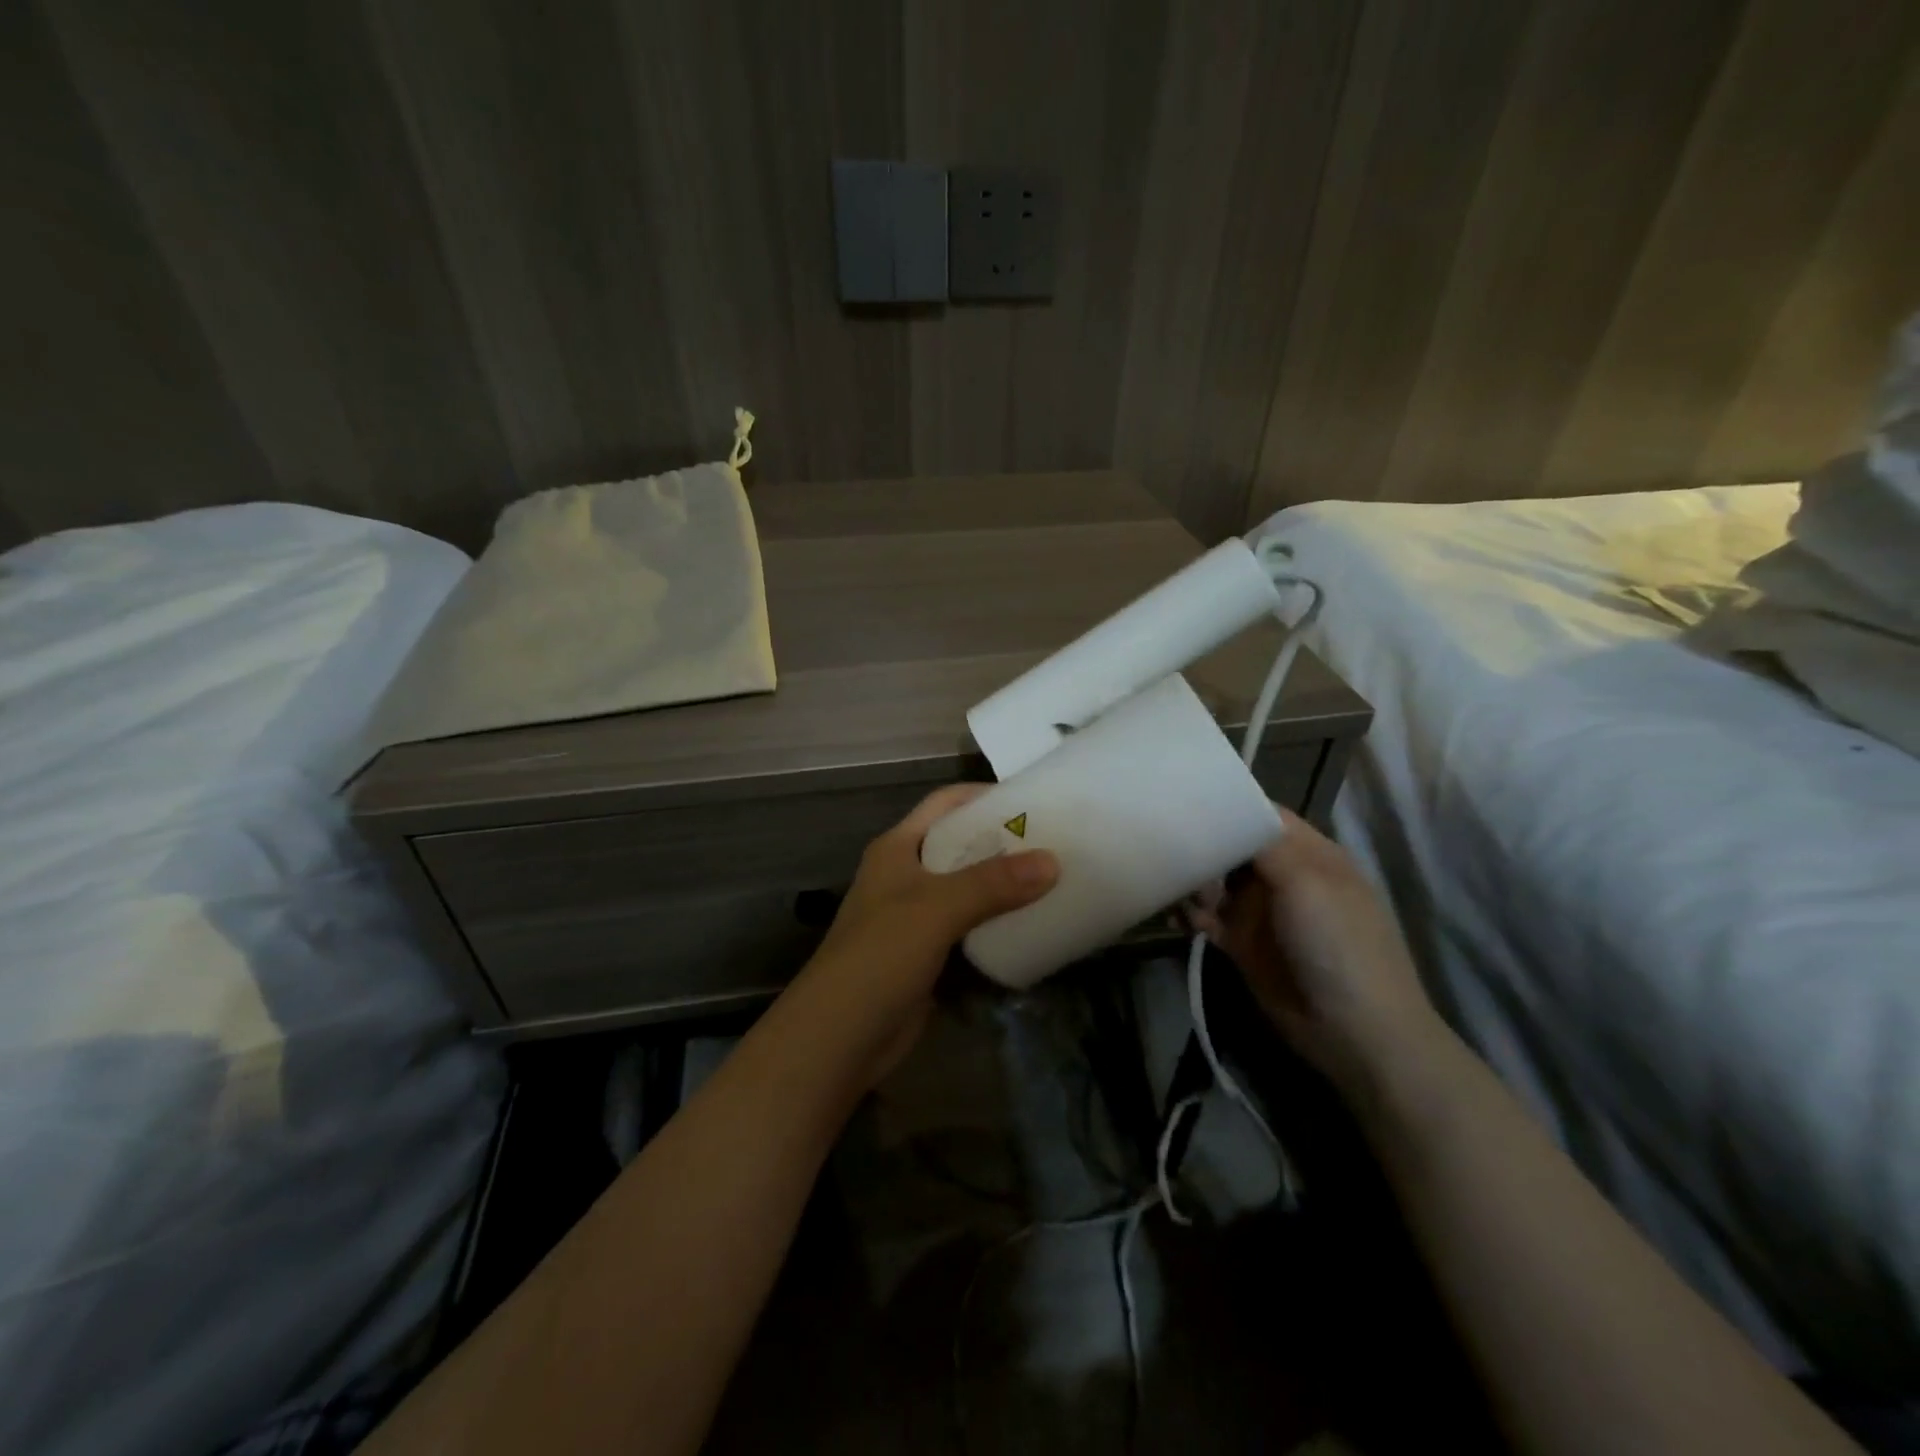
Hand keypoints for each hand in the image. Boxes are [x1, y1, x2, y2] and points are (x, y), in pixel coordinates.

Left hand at [800, 784, 1057, 1082]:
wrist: (840, 1037)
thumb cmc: (880, 955)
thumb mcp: (936, 908)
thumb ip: (993, 883)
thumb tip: (1053, 862)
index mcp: (898, 848)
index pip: (943, 803)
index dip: (982, 795)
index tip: (1031, 798)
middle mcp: (906, 874)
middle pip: (960, 844)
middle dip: (1002, 841)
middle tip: (1055, 840)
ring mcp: (916, 916)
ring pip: (968, 888)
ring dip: (1004, 884)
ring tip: (1054, 878)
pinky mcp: (928, 953)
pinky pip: (970, 926)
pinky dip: (997, 922)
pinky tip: (1033, 923)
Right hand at [1192, 807, 1442, 1090]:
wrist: (1354, 1032)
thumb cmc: (1338, 945)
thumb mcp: (1307, 882)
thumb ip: (1264, 844)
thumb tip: (1227, 815)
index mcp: (1310, 854)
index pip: (1264, 815)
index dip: (1230, 805)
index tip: (1186, 797)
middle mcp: (1284, 877)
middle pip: (1234, 846)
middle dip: (1203, 843)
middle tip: (1170, 844)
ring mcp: (1263, 912)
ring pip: (1216, 881)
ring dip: (1192, 880)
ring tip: (1171, 884)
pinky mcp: (1243, 944)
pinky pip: (1208, 918)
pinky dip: (1189, 913)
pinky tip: (1174, 914)